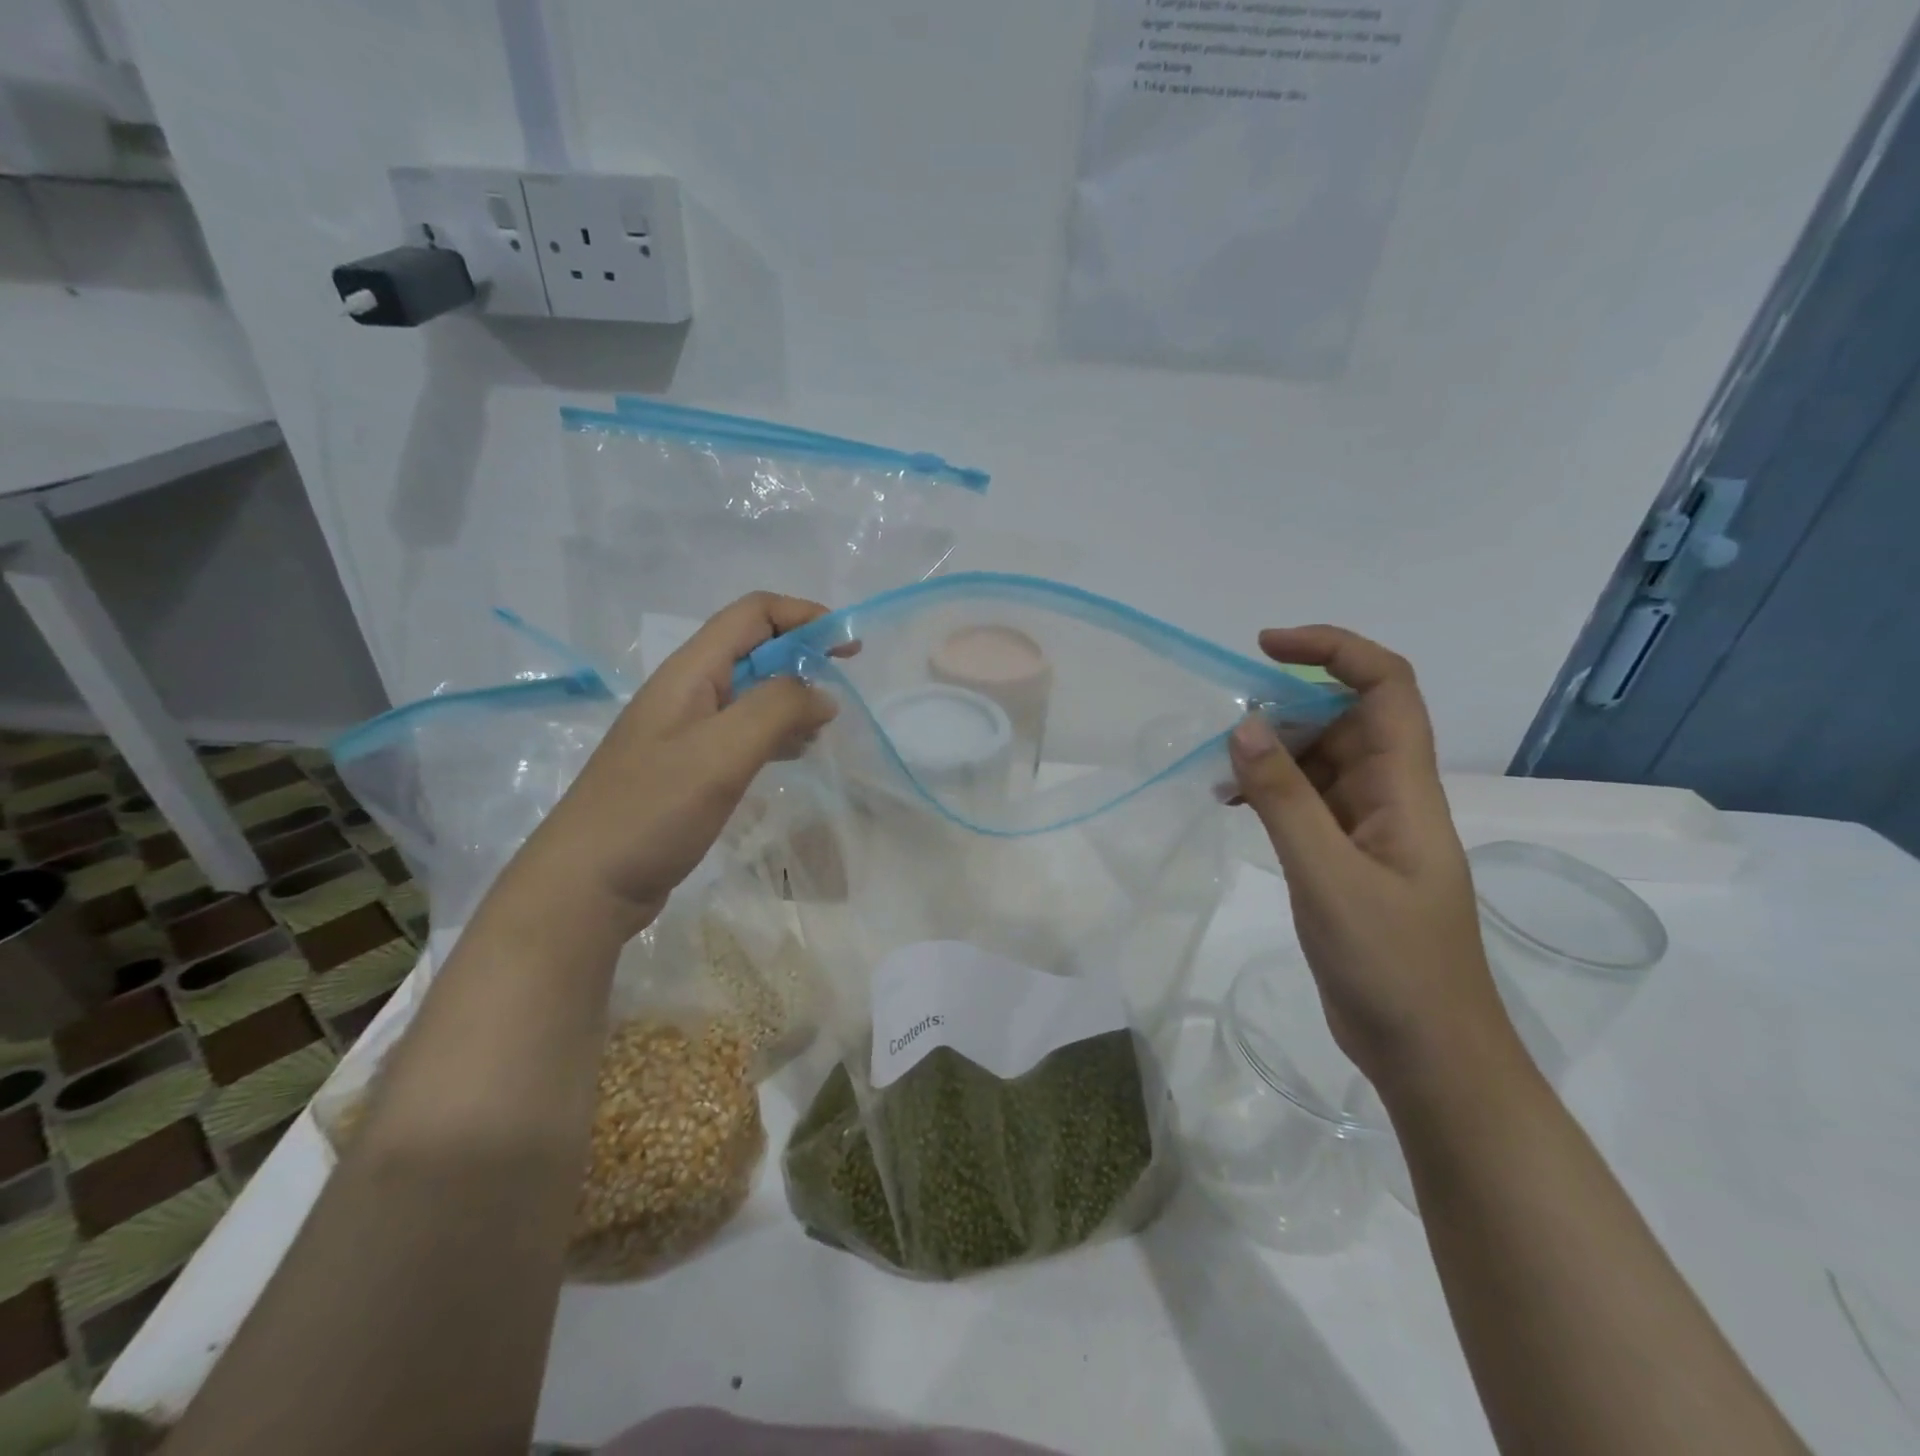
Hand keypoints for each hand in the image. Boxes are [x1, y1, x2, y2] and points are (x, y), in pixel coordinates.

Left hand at [507, 593, 835, 936]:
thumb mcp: (721, 752)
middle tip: (841, 690)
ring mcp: (686, 731)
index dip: (804, 616)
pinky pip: (742, 732)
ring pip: (751, 693)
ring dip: (792, 698)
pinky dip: (775, 733)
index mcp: (690, 673)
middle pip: (753, 649)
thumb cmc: (652, 811)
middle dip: (802, 657)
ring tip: (822, 729)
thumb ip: (777, 710)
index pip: (753, 614)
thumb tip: (822, 694)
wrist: (586, 885)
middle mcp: (687, 692)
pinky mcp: (689, 767)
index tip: (849, 647)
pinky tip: (793, 755)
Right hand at [1228, 626, 1513, 1096]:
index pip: (1386, 687)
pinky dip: (1271, 794)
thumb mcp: (1327, 876)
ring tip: (1220, 774)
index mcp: (1405, 789)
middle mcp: (1391, 796)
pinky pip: (1308, 804)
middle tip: (1227, 728)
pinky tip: (1233, 807)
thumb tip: (1245, 725)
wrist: (1430, 1054)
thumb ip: (1284, 799)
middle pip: (1347, 719)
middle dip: (1288, 708)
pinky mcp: (1348, 860)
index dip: (1334, 650)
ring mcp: (1370, 829)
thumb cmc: (1391, 965)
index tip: (1266, 647)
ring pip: (1322, 762)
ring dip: (1274, 754)